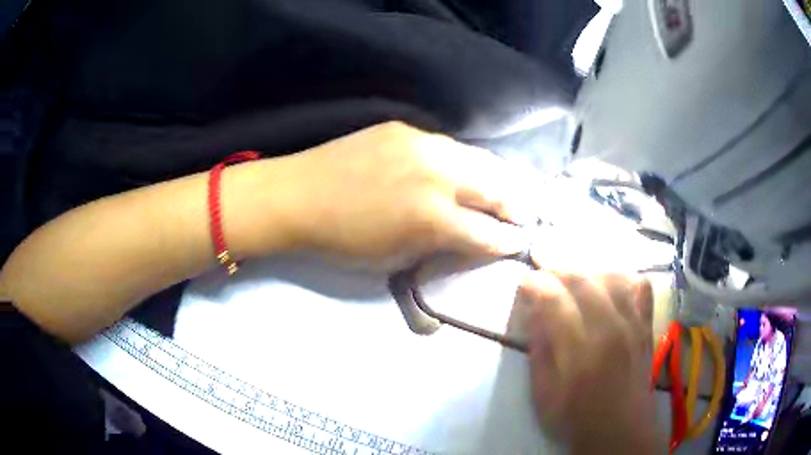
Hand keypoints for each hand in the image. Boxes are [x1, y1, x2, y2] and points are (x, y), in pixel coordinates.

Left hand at [282, 121, 537, 269]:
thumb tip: (471, 237)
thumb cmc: (343, 240)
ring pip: (478, 158)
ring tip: (501, 189)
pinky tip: (459, 170)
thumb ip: (440, 245)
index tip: (517, 242)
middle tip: (521, 214)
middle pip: (496, 187)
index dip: (507, 241)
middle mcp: (438, 175)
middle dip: (514, 204)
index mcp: (433, 218)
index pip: (488, 232)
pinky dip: (462, 161)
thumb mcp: (396, 258)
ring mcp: (422, 144)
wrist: (298, 195)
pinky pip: (447, 145)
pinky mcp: (405, 128)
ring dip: (495, 177)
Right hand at [519, 271, 661, 453]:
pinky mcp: (646, 325)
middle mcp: (609, 328)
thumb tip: (534, 314)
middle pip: (582, 279)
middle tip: (543, 273)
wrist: (620, 430)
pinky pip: (640, 286)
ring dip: (587, 271)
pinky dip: (623, 278)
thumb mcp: (543, 394)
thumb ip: (539, 351)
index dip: (535, 285)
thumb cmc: (576, 417)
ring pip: (611, 276)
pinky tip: (610, 285)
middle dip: (557, 270)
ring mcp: (632, 323)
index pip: (554, 299)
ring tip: (572, 278)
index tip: (524, 285)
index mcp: (579, 350)